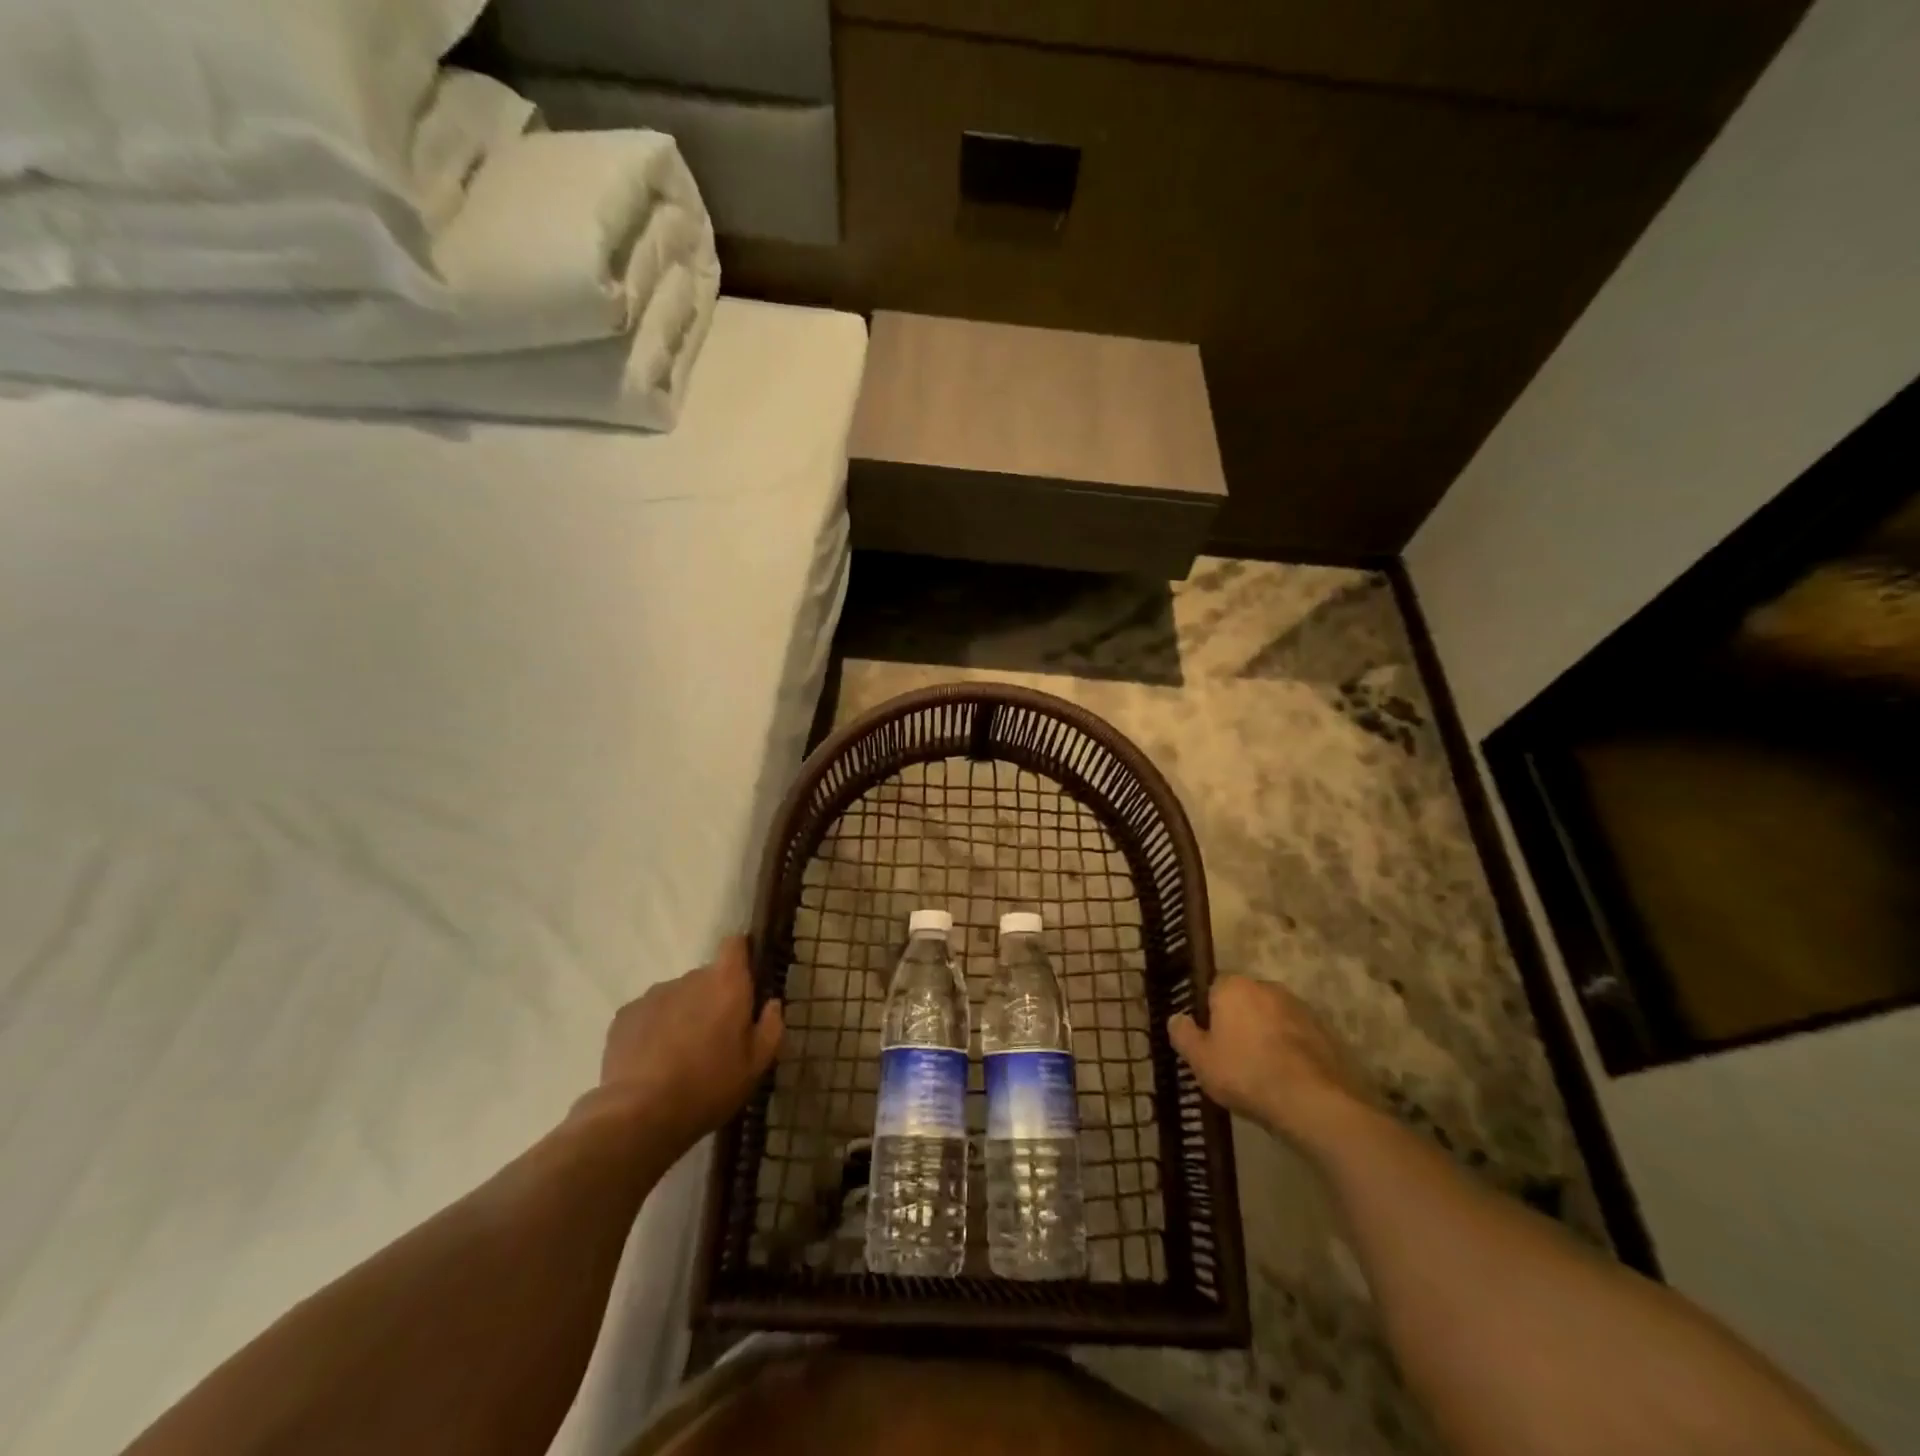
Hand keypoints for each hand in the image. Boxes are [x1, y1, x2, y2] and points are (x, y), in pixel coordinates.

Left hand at [580, 935, 783, 1162]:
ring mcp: (653, 995)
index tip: (744, 979)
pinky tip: (653, 1062)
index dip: (741, 955)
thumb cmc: (709, 1087)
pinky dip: (654, 1029)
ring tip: (679, 1055)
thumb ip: (770, 1028)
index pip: (735, 944)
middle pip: (706, 977)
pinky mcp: (624, 1015)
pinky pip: (649, 1014)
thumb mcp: (755, 1066)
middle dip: (711, 999)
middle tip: (713, 1038)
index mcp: (726, 984)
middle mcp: (690, 979)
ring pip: (677, 996)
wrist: (639, 1115)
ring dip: (682, 1015)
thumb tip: (771, 1005)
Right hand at [1169, 976, 1367, 1151]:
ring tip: (1262, 1072)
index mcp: (1234, 986)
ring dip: (1267, 1036)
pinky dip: (1291, 1051)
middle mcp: (1267, 987)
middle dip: (1239, 1022)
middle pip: (1245, 1001)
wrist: (1314, 1102)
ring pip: (1273, 1018)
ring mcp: (1301, 1008)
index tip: (1207, 1040)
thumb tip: (1176, 1018)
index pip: (1212, 989)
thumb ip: (1183, 1035)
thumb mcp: (1200, 1060)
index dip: (1208, 1014)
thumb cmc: (1246, 1073)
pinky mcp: (1326, 1032)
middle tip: (1232, 1057)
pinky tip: (1287, 1080)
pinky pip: (1298, 1038)